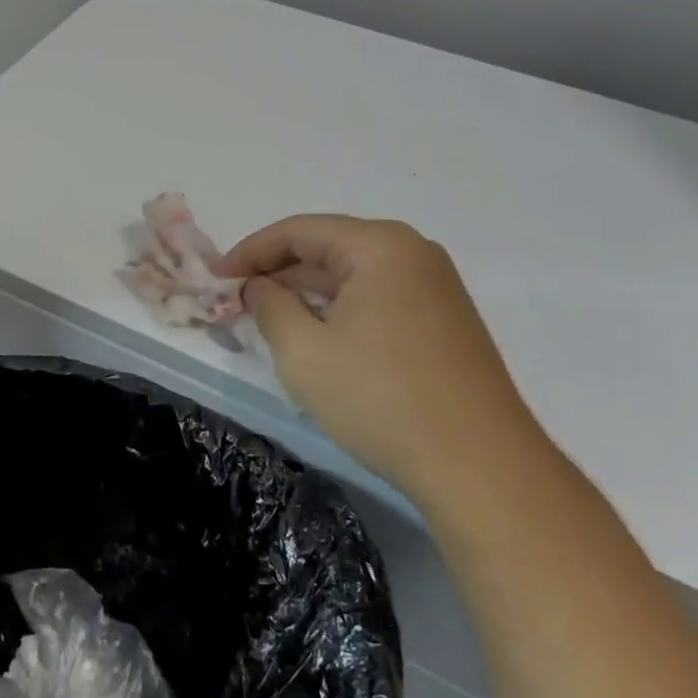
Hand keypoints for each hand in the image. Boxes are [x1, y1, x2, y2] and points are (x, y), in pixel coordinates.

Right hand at [218, 215, 541, 496]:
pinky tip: (318, 338)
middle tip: (238, 302)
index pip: (298, 231)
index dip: (249, 251)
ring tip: (269, 320)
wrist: (480, 467)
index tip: (216, 279)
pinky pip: (378, 297)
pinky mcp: (445, 320)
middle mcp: (413, 252)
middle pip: (328, 247)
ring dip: (308, 293)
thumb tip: (258, 286)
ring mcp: (435, 286)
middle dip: (278, 273)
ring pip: (353, 275)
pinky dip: (340, 310)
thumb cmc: (381, 400)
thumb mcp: (304, 352)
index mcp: (379, 245)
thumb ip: (269, 305)